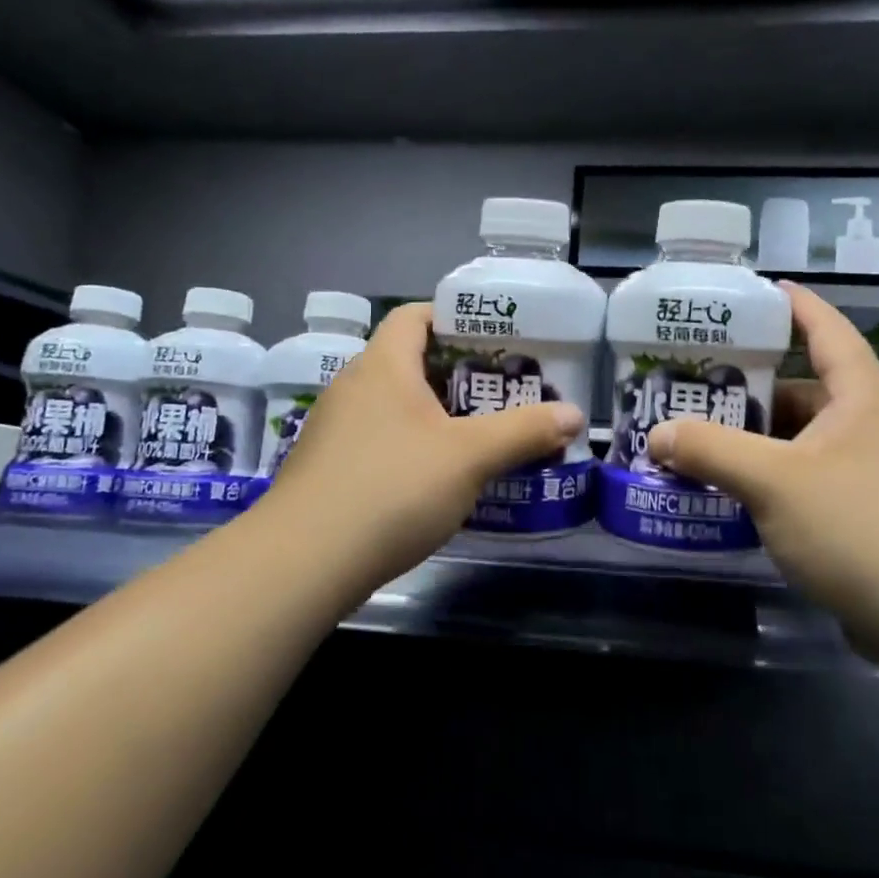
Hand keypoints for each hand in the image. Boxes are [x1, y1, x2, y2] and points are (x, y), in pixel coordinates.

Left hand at [260, 303, 583, 595]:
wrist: (304, 561)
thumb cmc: (392, 488)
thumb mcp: (470, 457)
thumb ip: (524, 431)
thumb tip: (574, 415)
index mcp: (383, 365)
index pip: (414, 316)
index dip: (454, 317)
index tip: (495, 339)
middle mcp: (353, 387)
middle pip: (408, 361)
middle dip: (457, 374)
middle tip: (501, 392)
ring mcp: (334, 430)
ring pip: (394, 405)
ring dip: (435, 414)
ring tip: (479, 434)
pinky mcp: (328, 469)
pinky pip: (378, 440)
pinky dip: (411, 446)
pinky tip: (437, 479)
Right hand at [645, 282, 878, 618]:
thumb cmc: (858, 526)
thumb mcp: (772, 480)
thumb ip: (710, 450)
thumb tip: (658, 434)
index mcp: (860, 395)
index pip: (825, 329)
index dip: (792, 305)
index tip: (754, 292)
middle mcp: (871, 424)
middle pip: (804, 388)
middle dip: (751, 386)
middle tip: (695, 384)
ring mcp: (872, 471)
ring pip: (803, 439)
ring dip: (757, 439)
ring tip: (701, 438)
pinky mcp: (868, 513)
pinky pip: (809, 477)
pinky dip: (772, 476)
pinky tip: (735, 492)